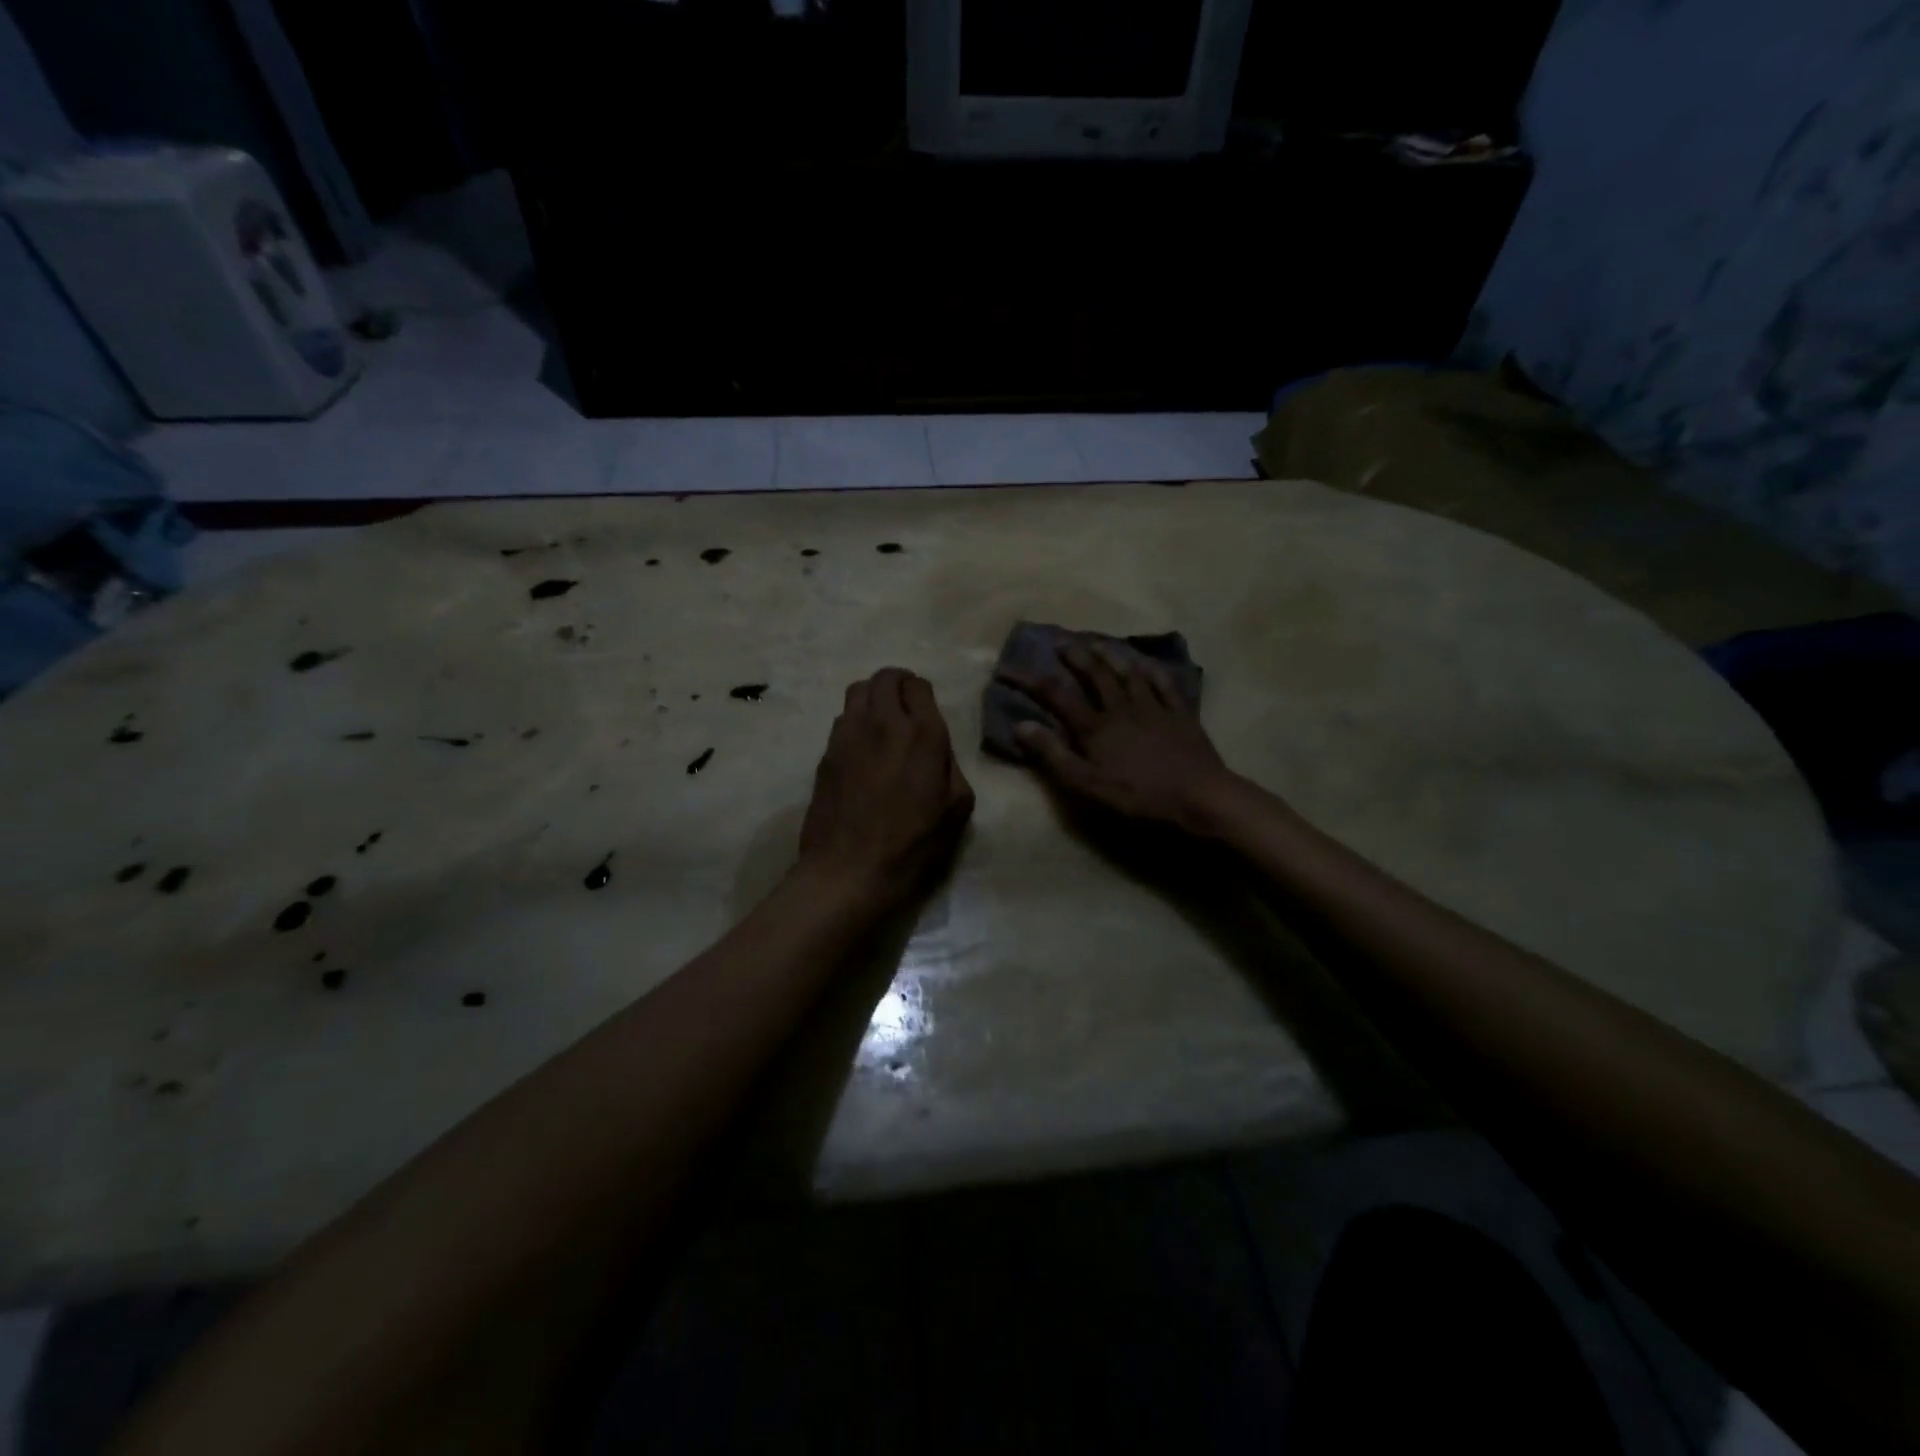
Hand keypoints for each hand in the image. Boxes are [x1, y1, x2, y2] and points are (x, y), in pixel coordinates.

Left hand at [796, 668, 974, 907]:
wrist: (849, 870)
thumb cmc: (912, 845)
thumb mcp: (957, 809)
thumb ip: (952, 767)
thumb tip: (937, 750)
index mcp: (922, 734)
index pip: (918, 685)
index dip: (923, 694)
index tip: (926, 711)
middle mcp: (883, 723)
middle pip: (885, 677)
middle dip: (898, 684)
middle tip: (905, 707)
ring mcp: (849, 735)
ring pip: (858, 690)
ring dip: (873, 697)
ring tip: (882, 722)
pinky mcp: (826, 752)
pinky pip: (842, 718)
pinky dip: (855, 720)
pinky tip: (862, 748)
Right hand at [999, 639, 1240, 833]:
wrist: (1198, 797)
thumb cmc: (1137, 796)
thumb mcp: (1086, 784)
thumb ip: (1053, 754)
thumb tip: (1021, 724)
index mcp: (1096, 726)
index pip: (1056, 696)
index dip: (1029, 680)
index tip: (1007, 668)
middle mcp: (1122, 708)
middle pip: (1095, 674)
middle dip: (1075, 656)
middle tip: (1060, 642)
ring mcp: (1154, 708)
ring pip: (1128, 673)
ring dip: (1111, 655)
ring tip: (1098, 642)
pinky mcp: (1181, 715)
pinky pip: (1165, 685)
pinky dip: (1153, 672)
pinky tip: (1147, 665)